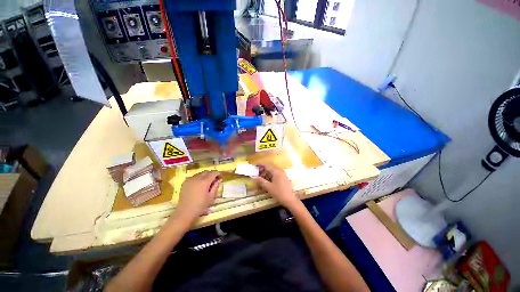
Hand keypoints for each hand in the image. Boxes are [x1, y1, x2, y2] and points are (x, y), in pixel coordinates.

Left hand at [174, 170, 220, 223]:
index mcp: (205, 182)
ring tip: (206, 182)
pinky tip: (198, 184)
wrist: (185, 212)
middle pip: (206, 171)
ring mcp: (190, 179)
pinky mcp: (185, 182)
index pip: (213, 173)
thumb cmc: (200, 206)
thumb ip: (215, 186)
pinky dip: (198, 178)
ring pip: (200, 173)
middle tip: (214, 179)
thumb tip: (219, 179)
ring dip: (204, 175)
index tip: (220, 176)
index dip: (217, 173)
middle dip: (211, 173)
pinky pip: (193, 177)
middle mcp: (197, 178)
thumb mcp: (211, 197)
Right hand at [253, 164, 298, 208]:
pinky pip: (275, 174)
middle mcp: (280, 171)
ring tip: (260, 178)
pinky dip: (270, 176)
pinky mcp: (284, 178)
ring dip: (266, 173)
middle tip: (256, 173)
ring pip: (272, 171)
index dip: (260, 164)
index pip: (266, 165)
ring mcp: (283, 174)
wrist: (290, 200)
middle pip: (269, 167)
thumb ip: (260, 181)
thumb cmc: (279, 193)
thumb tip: (253, 177)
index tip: (254, 165)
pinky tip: (267, 181)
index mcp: (276, 171)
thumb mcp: (268, 187)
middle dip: (262, 170)